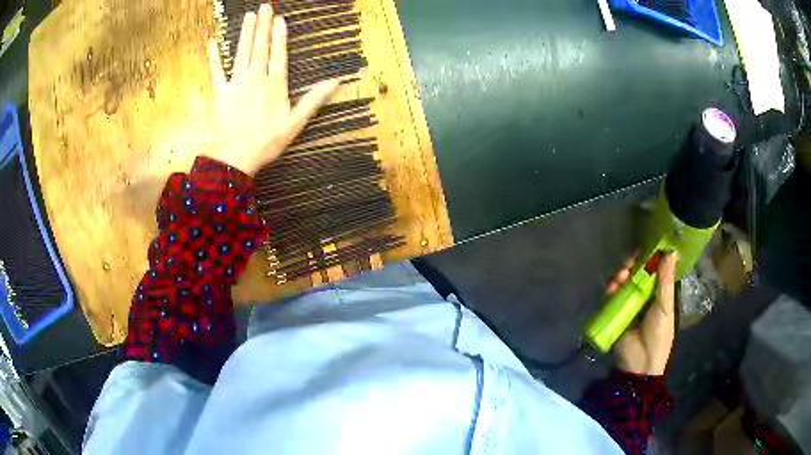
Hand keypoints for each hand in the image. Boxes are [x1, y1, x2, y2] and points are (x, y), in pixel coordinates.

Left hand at [207, 3, 337, 174]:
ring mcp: (236, 84)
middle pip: (260, 47)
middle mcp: (255, 79)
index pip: (278, 54)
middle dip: (262, 25)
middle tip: (264, 6)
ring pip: (242, 53)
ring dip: (245, 33)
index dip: (279, 36)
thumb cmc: (266, 143)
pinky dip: (214, 56)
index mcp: (274, 85)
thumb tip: (335, 82)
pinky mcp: (220, 92)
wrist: (234, 159)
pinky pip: (216, 71)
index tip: (279, 19)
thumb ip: (313, 100)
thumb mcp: (295, 124)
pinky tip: (212, 42)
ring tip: (249, 15)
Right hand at [608, 252, 677, 375]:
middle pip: (637, 274)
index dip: (650, 258)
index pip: (654, 270)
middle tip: (631, 261)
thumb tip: (671, 252)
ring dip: (621, 275)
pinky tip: (613, 285)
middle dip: (633, 265)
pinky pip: (611, 297)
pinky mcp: (614, 313)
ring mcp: (628, 304)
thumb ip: (665, 281)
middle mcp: (643, 296)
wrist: (640, 363)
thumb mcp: (665, 307)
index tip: (647, 246)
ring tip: (622, 274)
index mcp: (659, 294)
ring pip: (623, 283)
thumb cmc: (659, 335)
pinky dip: (611, 288)